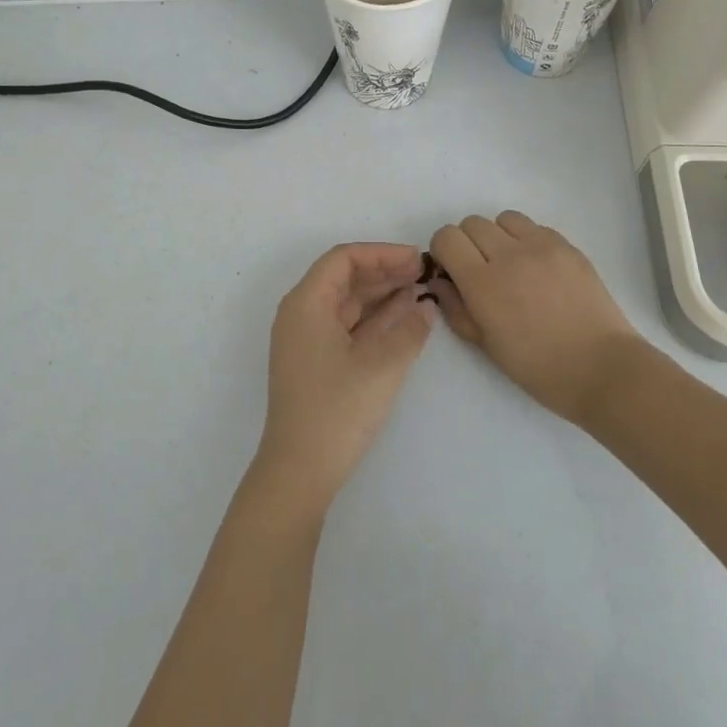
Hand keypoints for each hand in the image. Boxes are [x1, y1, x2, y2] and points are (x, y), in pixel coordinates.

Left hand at [253, 243, 436, 515]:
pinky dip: (375, 318)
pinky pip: (348, 326)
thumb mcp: (382, 367)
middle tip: (422, 272)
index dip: (381, 254)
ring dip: (382, 294)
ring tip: (419, 289)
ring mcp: (308, 340)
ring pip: (347, 302)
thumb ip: (409, 330)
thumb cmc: (336, 410)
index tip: (415, 259)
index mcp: (306, 304)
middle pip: (344, 278)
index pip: (343, 259)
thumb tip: (426, 307)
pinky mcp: (317, 363)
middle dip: (384, 271)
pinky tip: (404, 316)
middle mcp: (302, 314)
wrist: (299, 473)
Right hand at [428, 212, 641, 421]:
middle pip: (472, 223)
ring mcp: (541, 246)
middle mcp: (509, 255)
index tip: (452, 270)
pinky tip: (538, 269)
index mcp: (483, 283)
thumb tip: (440, 281)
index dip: (444, 251)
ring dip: (499, 236)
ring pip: (504, 218)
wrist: (601, 368)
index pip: (447, 237)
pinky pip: (535, 227)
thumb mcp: (486, 346)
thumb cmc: (539, 368)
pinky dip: (527, 240)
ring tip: (511, 264)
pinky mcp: (567, 245)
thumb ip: (456, 308)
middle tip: (481, 270)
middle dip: (468, 243)